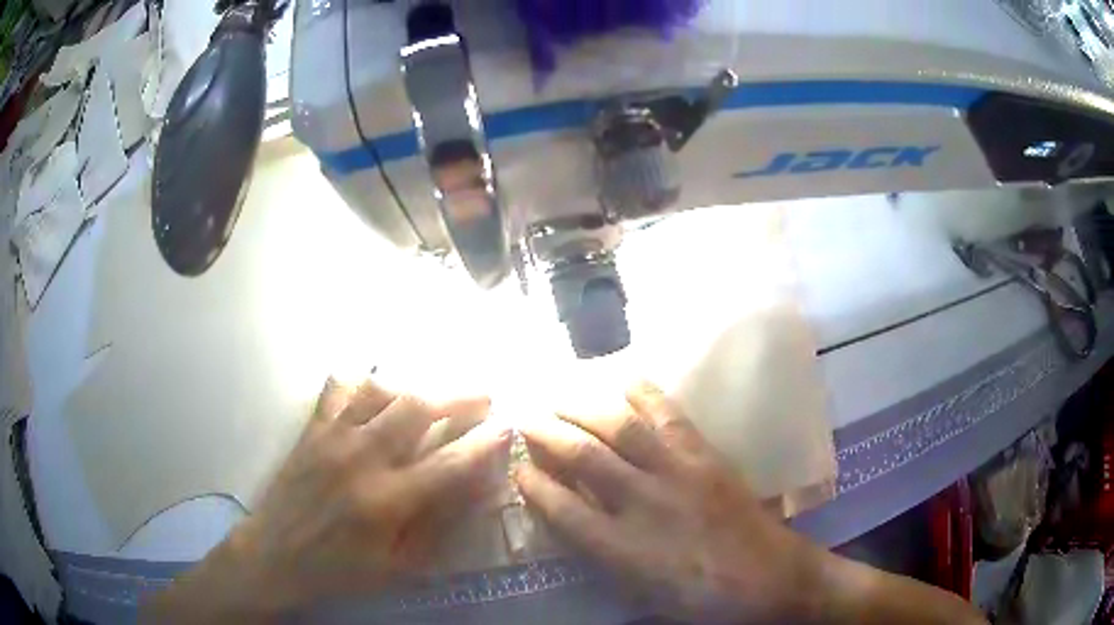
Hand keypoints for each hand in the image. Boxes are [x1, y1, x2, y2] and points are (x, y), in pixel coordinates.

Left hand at [145, 378, 510, 621]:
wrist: (275, 555)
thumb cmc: (340, 570)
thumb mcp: (399, 567)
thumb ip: (439, 527)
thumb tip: (476, 491)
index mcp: (387, 501)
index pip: (450, 463)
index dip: (484, 443)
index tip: (507, 427)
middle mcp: (361, 458)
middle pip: (418, 408)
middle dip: (459, 396)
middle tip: (483, 395)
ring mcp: (332, 437)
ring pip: (381, 389)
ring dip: (415, 386)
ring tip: (433, 395)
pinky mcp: (311, 430)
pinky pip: (339, 388)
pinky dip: (362, 383)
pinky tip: (375, 391)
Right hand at [516, 382, 815, 623]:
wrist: (770, 578)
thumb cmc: (700, 596)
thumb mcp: (639, 590)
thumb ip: (601, 553)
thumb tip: (570, 516)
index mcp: (622, 547)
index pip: (561, 508)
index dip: (532, 484)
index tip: (517, 467)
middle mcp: (643, 503)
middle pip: (583, 457)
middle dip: (546, 434)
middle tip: (524, 419)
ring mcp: (678, 473)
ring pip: (619, 428)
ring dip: (582, 407)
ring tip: (559, 396)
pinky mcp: (706, 456)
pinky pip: (669, 415)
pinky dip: (643, 393)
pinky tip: (623, 379)